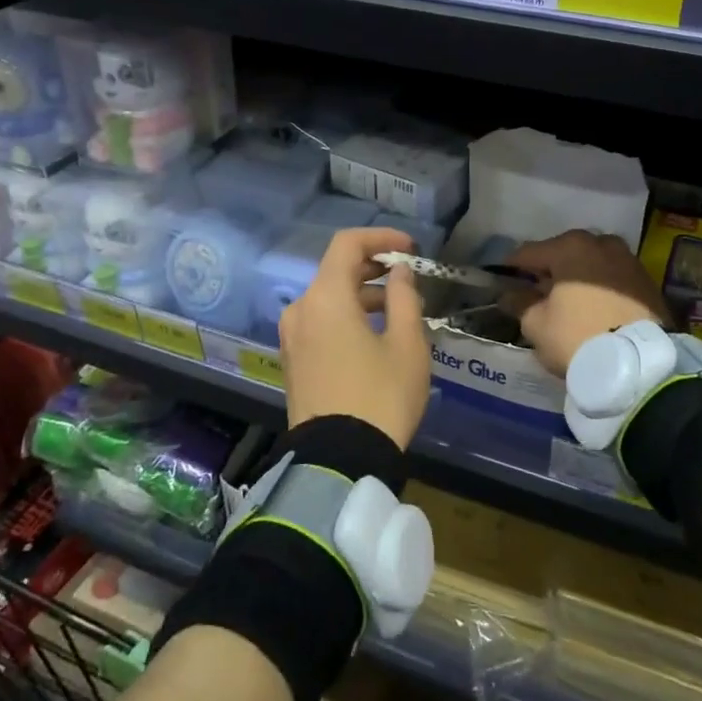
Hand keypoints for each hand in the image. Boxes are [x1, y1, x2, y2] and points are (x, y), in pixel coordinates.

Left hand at [278, 227, 430, 448]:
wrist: (339, 462)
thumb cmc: (381, 397)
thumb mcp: (407, 345)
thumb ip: (404, 298)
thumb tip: (399, 273)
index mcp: (325, 297)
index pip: (347, 244)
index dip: (381, 238)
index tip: (410, 250)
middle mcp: (300, 309)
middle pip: (335, 270)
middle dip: (373, 267)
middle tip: (407, 277)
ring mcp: (291, 337)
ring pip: (327, 298)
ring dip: (360, 294)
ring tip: (397, 311)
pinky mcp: (292, 361)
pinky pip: (319, 322)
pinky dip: (345, 316)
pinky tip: (373, 334)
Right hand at [506, 230, 669, 377]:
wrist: (639, 364)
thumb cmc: (578, 337)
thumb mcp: (537, 324)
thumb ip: (520, 304)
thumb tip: (511, 295)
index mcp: (569, 247)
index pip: (529, 253)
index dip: (512, 268)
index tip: (503, 281)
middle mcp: (600, 243)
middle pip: (563, 253)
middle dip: (549, 271)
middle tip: (537, 294)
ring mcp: (628, 260)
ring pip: (592, 263)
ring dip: (578, 277)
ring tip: (569, 302)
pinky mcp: (647, 280)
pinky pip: (613, 278)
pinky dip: (601, 287)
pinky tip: (594, 308)